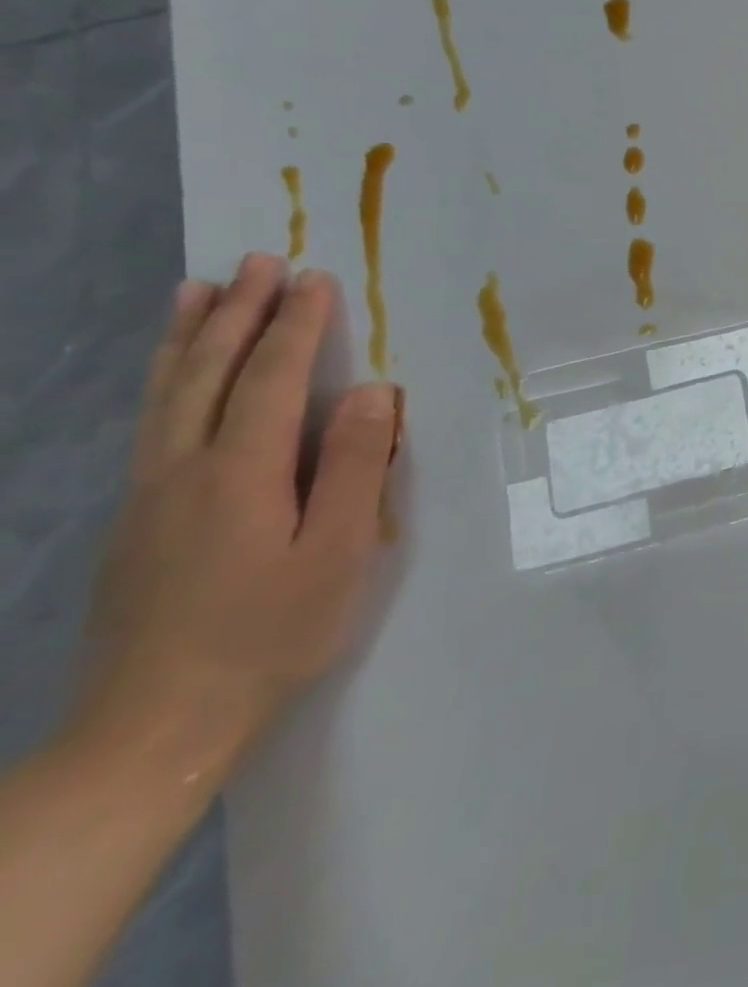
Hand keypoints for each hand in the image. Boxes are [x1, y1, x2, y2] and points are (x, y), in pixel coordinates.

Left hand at [74, 255, 398, 780]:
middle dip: (238, 313)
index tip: (315, 279)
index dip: (295, 327)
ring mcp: (148, 496)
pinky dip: (165, 380)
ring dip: (188, 336)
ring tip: (199, 290)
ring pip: (165, 395)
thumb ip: (353, 466)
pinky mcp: (137, 521)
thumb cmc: (271, 634)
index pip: (269, 381)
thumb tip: (371, 392)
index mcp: (238, 475)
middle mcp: (181, 471)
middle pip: (207, 374)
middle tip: (258, 261)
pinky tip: (173, 376)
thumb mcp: (338, 552)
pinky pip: (152, 423)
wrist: (157, 725)